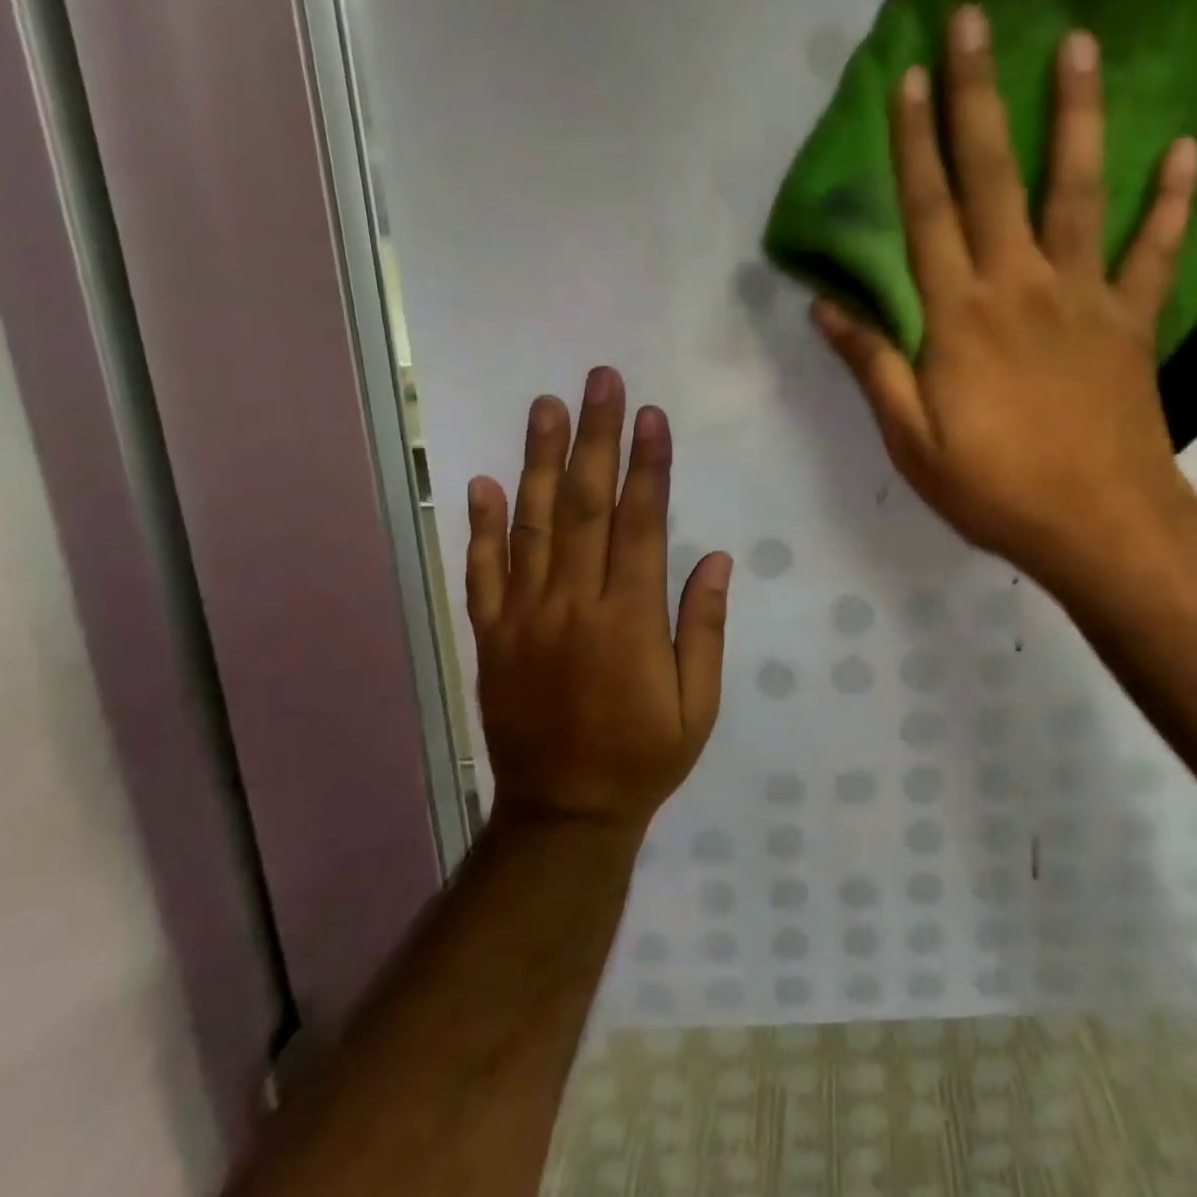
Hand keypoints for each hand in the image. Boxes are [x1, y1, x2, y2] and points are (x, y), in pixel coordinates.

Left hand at [464, 369, 731, 829]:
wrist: (562, 815)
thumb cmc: (643, 757)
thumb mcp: (697, 706)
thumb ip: (702, 628)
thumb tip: (714, 559)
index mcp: (628, 621)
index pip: (639, 525)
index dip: (647, 467)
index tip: (650, 417)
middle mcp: (571, 606)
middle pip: (583, 507)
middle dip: (595, 439)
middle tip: (599, 382)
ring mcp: (523, 619)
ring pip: (531, 525)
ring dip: (539, 461)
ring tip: (546, 407)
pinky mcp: (491, 637)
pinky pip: (483, 573)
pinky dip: (482, 526)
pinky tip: (484, 483)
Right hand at [813, 5, 1196, 585]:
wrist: (1097, 524)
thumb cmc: (994, 488)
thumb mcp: (912, 440)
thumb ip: (873, 366)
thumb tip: (827, 307)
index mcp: (958, 316)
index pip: (927, 214)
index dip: (913, 144)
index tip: (909, 77)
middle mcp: (1019, 286)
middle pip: (993, 178)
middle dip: (979, 96)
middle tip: (975, 19)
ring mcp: (1084, 297)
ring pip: (1077, 191)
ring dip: (1076, 115)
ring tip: (1079, 45)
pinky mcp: (1132, 322)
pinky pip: (1155, 253)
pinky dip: (1171, 204)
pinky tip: (1185, 152)